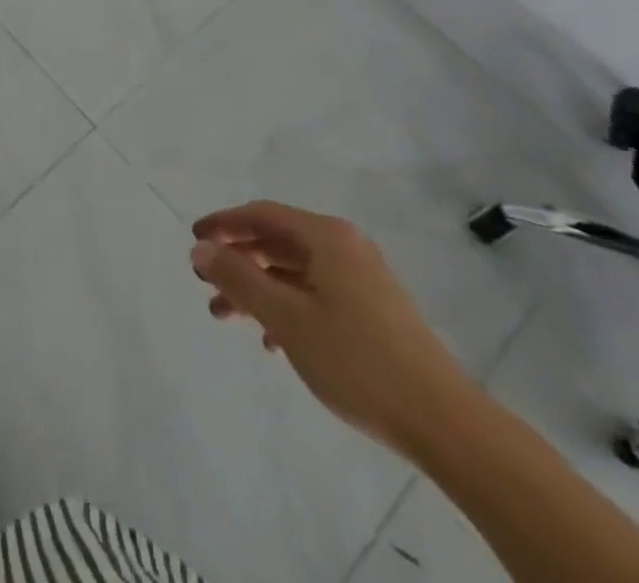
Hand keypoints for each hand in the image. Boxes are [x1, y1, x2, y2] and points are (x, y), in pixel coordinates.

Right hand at [190, 201, 476, 459]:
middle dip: (237, 262)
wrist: (445, 423)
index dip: (223, 224)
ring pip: (294, 272)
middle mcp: (345, 247)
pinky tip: (272, 341)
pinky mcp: (373, 312)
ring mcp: (362, 280)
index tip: (193, 239)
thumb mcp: (286, 317)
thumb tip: (200, 248)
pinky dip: (286, 308)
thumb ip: (239, 278)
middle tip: (205, 284)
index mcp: (327, 237)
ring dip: (257, 289)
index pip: (261, 215)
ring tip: (227, 317)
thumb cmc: (357, 360)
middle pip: (277, 242)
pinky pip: (315, 295)